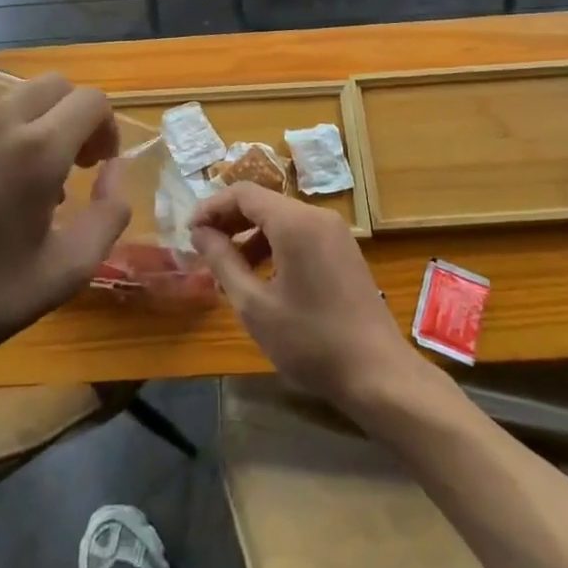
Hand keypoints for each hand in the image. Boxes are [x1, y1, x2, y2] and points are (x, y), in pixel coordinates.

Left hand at [0, 75, 129, 393]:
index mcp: (36, 151)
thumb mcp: (69, 270)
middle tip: (67, 164)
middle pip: (52, 86)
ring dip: (27, 131)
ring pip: (8, 105)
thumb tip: (113, 169)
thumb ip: (110, 212)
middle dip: (71, 116)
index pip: (91, 100)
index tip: (96, 165)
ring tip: (13, 188)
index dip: (106, 127)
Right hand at [190, 184, 421, 413]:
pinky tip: (263, 277)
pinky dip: (275, 244)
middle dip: (229, 221)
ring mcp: (335, 231)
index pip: (243, 193)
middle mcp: (316, 215)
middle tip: (203, 248)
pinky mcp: (344, 249)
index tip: (189, 232)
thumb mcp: (255, 306)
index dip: (211, 207)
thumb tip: (200, 233)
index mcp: (294, 222)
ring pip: (281, 218)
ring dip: (251, 235)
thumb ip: (223, 262)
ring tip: (228, 268)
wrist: (378, 374)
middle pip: (263, 202)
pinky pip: (300, 233)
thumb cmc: (310, 341)